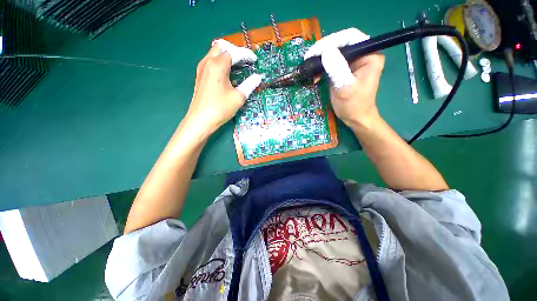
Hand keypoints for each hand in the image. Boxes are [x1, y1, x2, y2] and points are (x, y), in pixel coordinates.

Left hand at [185, 39, 262, 133]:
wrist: (201, 120)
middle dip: (234, 51)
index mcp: (218, 66)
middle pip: (221, 47)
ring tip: (237, 65)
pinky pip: (210, 61)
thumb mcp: (238, 97)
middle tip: (244, 61)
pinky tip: (226, 73)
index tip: (254, 60)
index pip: (234, 53)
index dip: (245, 55)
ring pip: (214, 53)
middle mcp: (207, 62)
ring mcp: (201, 69)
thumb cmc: (220, 109)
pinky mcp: (199, 76)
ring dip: (226, 55)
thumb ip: (249, 85)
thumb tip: (258, 77)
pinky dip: (219, 62)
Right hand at [304, 28, 384, 128]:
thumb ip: (337, 69)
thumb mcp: (345, 88)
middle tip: (309, 58)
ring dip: (321, 58)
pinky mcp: (345, 69)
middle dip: (323, 49)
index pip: (350, 37)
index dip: (331, 41)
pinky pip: (332, 62)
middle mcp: (363, 54)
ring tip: (310, 66)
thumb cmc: (354, 105)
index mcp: (370, 55)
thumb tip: (326, 51)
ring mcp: (353, 62)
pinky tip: (315, 73)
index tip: (314, 52)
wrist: (356, 118)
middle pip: (341, 43)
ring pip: (335, 52)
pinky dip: (322, 66)